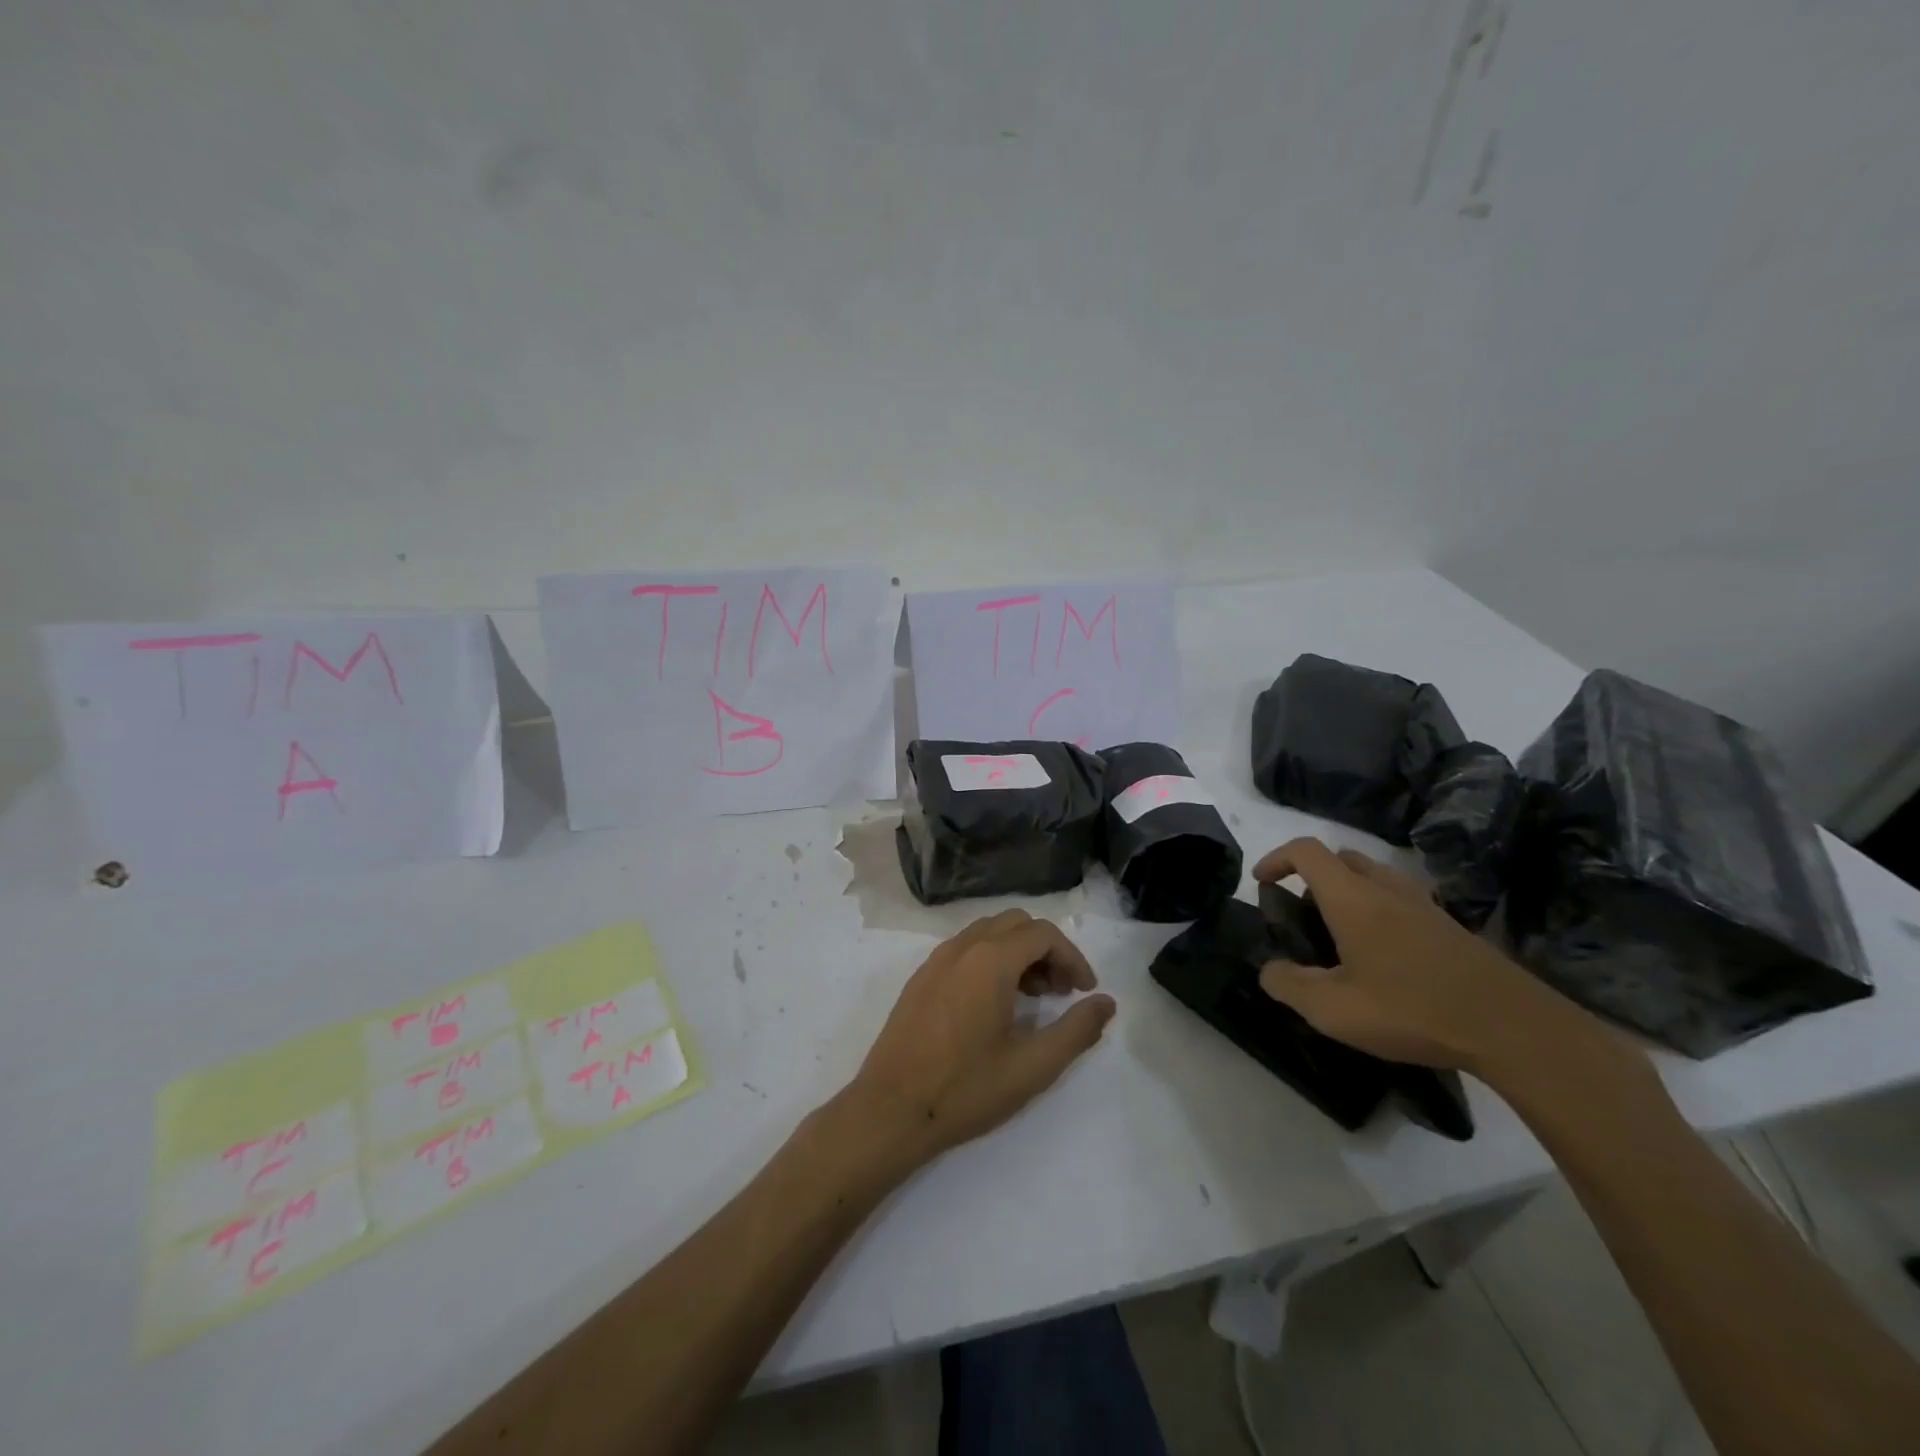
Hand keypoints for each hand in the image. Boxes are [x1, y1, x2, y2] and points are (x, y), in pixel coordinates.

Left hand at [850, 909, 1115, 1161]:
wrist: (889, 1110)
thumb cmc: (965, 1089)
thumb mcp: (1032, 1067)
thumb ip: (1076, 1031)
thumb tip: (1106, 1003)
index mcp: (989, 960)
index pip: (1043, 933)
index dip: (1072, 957)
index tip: (1085, 991)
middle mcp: (961, 947)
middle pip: (1016, 923)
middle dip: (1046, 949)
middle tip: (1061, 991)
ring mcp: (936, 960)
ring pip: (988, 932)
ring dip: (1018, 953)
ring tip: (1032, 998)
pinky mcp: (920, 978)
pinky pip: (965, 949)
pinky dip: (990, 959)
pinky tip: (994, 1005)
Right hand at [1253, 837, 1620, 1081]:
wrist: (1513, 1027)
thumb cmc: (1411, 1010)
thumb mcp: (1332, 1010)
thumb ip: (1288, 985)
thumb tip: (1269, 969)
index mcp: (1351, 897)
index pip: (1305, 851)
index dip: (1276, 858)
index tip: (1262, 883)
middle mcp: (1385, 889)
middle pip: (1341, 857)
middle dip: (1312, 874)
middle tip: (1302, 912)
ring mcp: (1423, 905)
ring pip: (1375, 876)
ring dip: (1348, 890)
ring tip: (1340, 935)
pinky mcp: (1450, 927)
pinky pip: (1402, 900)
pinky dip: (1380, 910)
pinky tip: (1384, 956)